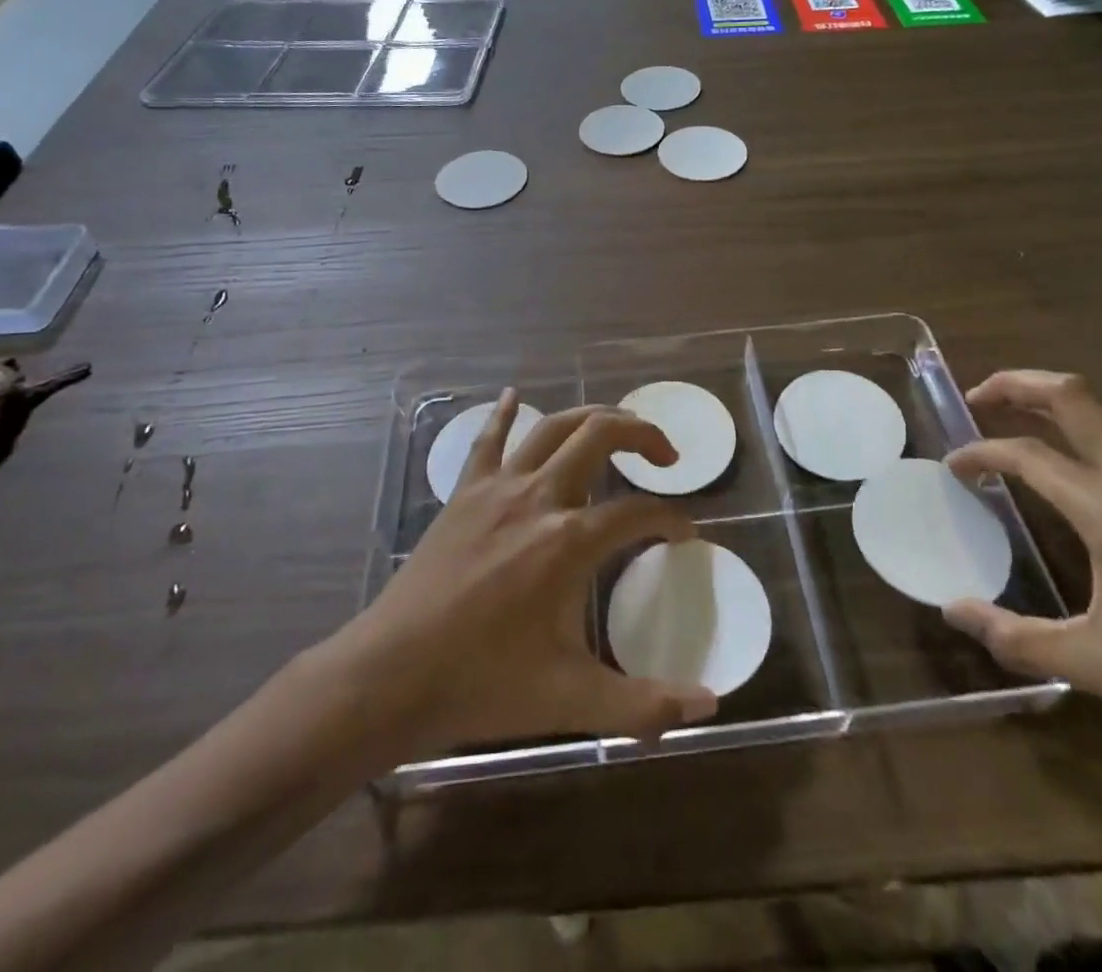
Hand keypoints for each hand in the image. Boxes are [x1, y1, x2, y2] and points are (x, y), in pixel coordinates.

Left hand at [348, 391, 718, 754]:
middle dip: (642, 434)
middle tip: (664, 456)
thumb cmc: (483, 684)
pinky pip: (488, 440)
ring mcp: (497, 488)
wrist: (391, 675)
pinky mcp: (464, 493)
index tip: (685, 533)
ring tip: (617, 426)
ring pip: (553, 427)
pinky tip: (514, 396)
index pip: (639, 513)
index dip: (672, 519)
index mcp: (569, 541)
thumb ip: (644, 704)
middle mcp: (539, 498)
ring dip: (591, 418)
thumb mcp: (570, 700)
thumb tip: (710, 706)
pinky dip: (505, 414)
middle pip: (600, 436)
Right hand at [943, 370, 1101, 752]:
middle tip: (978, 398)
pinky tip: (1085, 476)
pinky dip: (1092, 437)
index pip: (1027, 455)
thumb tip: (952, 611)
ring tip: (1021, 428)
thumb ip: (1014, 637)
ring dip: (1055, 407)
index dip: (981, 452)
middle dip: (1017, 384)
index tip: (955, 466)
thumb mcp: (1095, 666)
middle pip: (1072, 396)